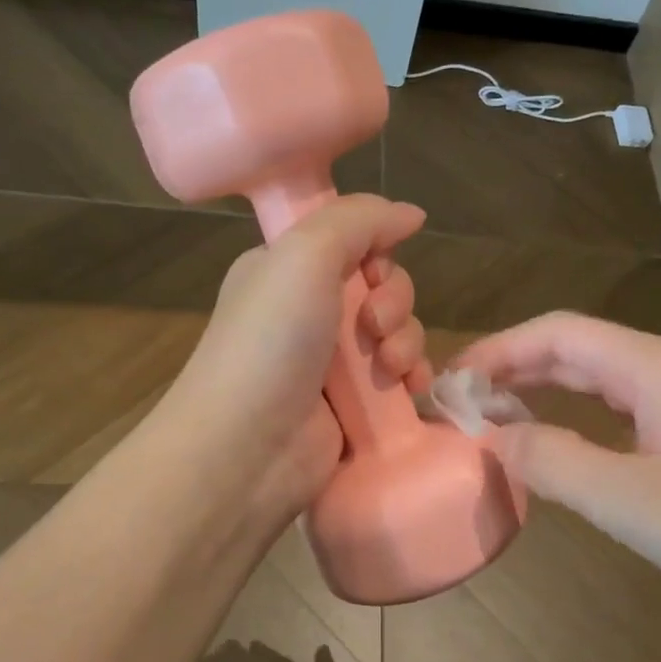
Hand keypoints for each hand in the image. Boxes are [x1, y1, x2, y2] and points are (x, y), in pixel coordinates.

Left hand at [165, 194, 433, 534]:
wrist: (248, 447)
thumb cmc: (270, 340)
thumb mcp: (304, 253)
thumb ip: (361, 220)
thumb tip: (411, 214)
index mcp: (285, 269)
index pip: (351, 241)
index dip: (376, 251)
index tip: (374, 271)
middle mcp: (307, 310)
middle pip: (381, 286)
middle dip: (394, 302)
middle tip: (374, 327)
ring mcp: (330, 361)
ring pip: (396, 331)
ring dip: (406, 341)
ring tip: (390, 368)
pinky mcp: (353, 404)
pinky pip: (400, 375)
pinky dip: (412, 376)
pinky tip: (411, 388)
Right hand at [455, 313, 660, 628]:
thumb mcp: (628, 499)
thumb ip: (550, 460)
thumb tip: (490, 435)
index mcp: (652, 365)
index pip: (555, 332)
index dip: (496, 350)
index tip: (448, 381)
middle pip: (574, 348)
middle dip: (512, 367)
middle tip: (459, 401)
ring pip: (597, 378)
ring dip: (541, 390)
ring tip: (492, 415)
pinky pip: (619, 409)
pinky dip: (575, 416)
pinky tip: (558, 442)